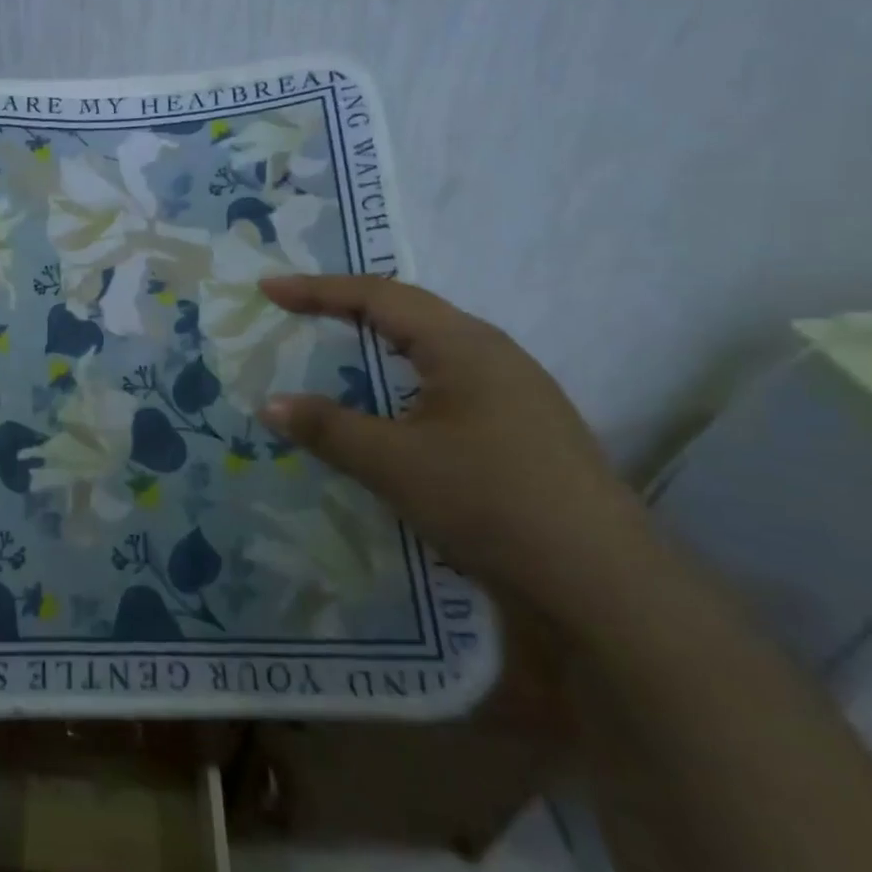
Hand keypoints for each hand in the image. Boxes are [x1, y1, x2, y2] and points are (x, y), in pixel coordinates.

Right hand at [256, 274, 651, 618]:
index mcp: (463, 344)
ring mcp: (516, 390)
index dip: (318, 290)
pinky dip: (404, 376)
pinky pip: (448, 379)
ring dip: (379, 341)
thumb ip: (328, 428)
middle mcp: (493, 353)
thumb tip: (270, 405)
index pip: (378, 296)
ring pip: (432, 346)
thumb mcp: (393, 463)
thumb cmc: (489, 501)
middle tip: (298, 311)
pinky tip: (394, 404)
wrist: (602, 581)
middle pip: (408, 312)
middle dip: (348, 306)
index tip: (269, 290)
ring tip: (338, 346)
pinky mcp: (523, 426)